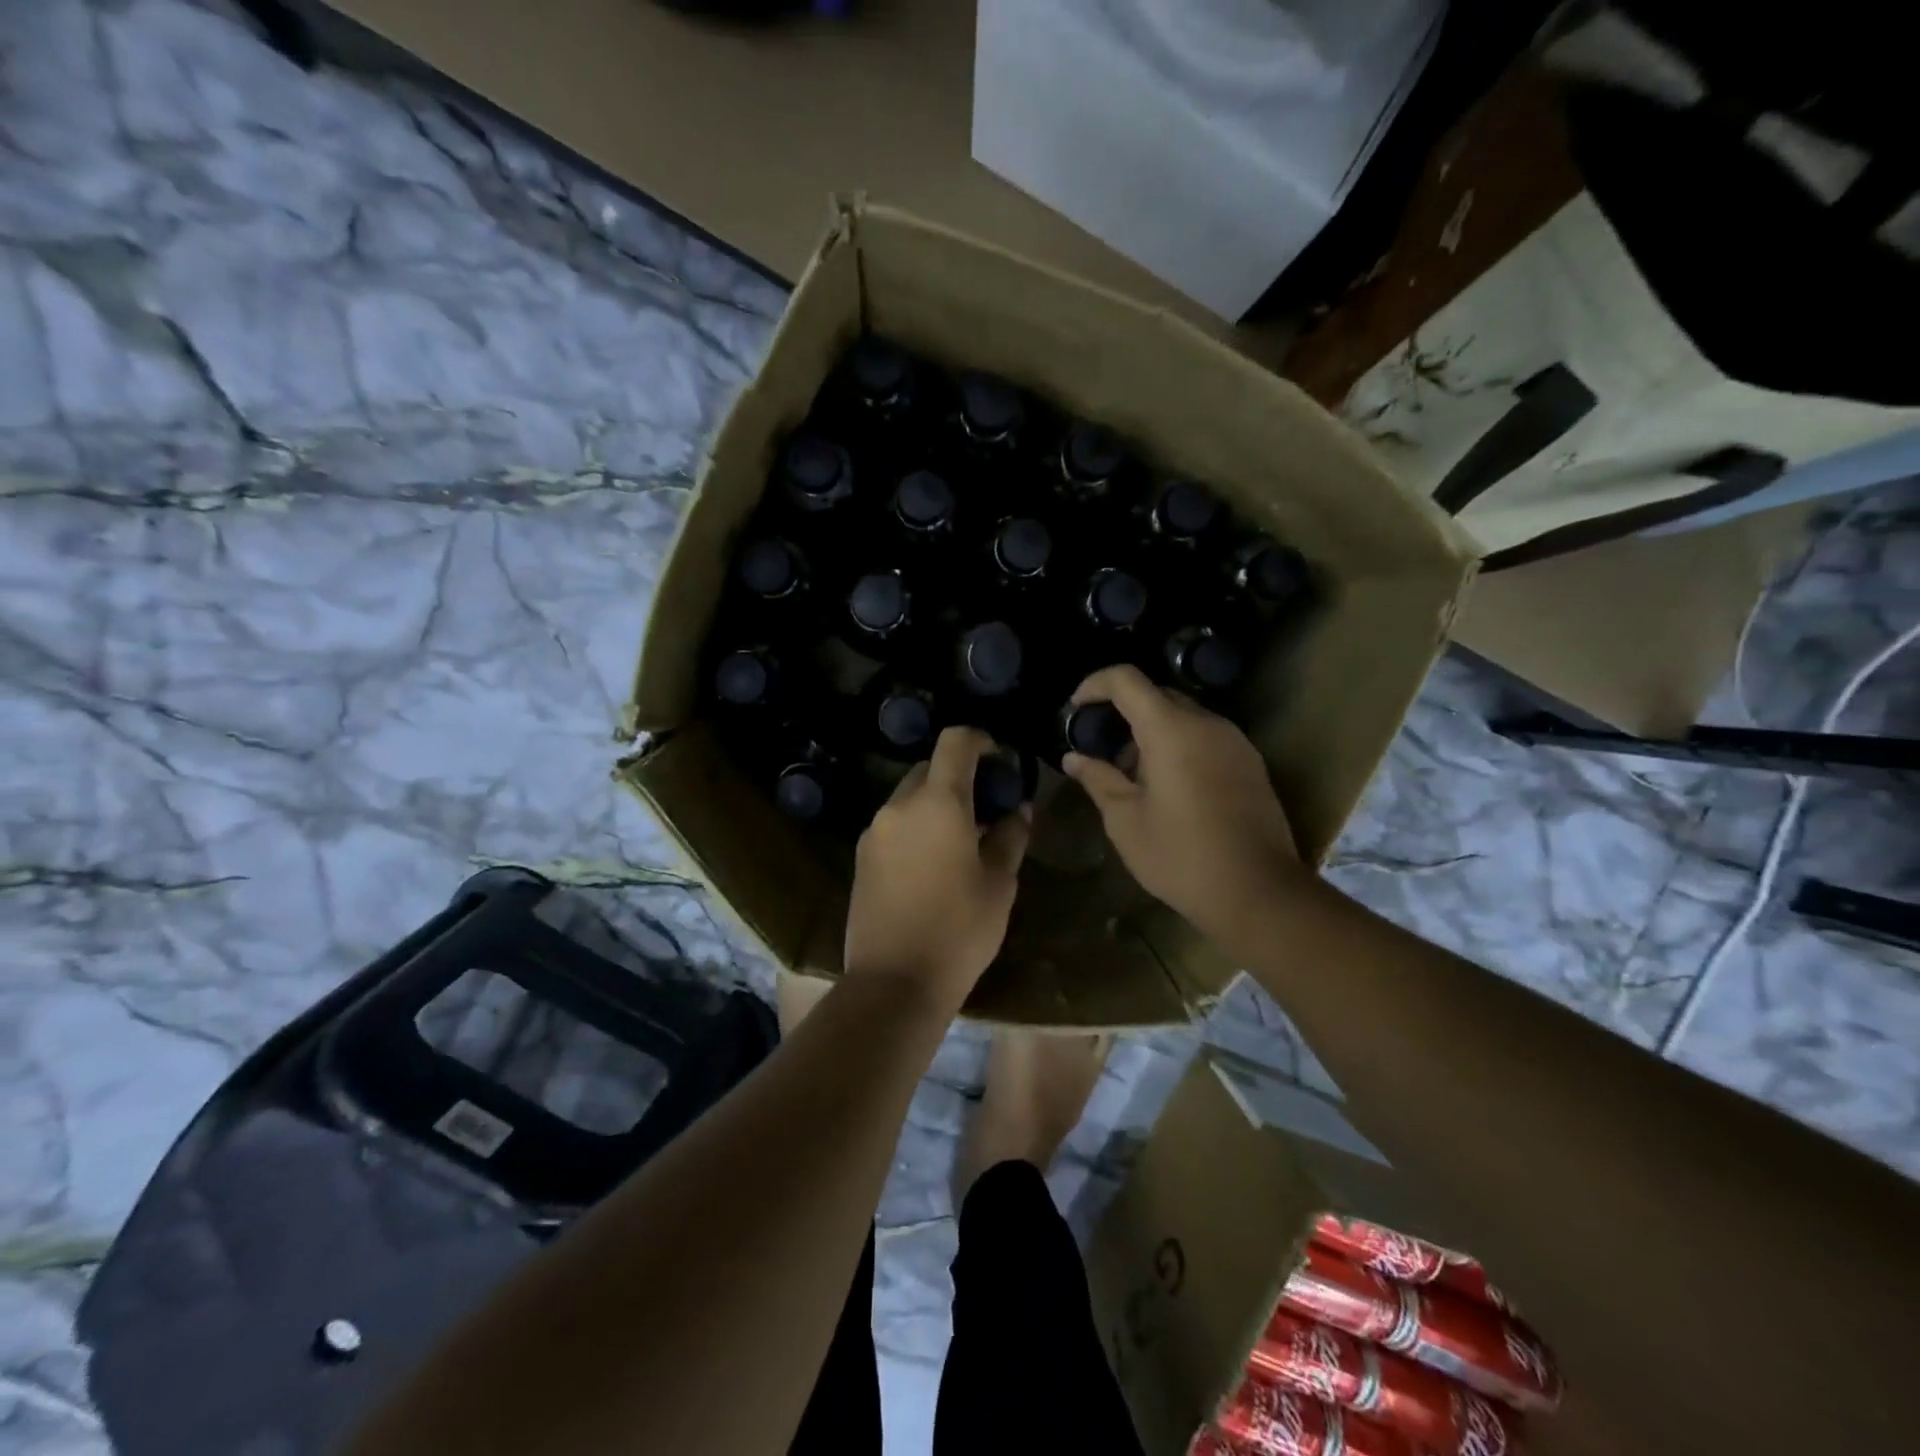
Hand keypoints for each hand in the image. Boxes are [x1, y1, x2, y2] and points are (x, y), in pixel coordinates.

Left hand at [844, 727, 1029, 1012]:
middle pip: (928, 769)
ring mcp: (874, 831)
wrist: (893, 982)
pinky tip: (932, 863)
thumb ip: (1010, 837)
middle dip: (957, 776)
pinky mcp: (861, 856)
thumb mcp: (999, 885)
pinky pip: (893, 825)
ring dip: (934, 804)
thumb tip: (1018, 809)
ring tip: (960, 839)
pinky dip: (915, 827)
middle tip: (984, 806)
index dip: (979, 739)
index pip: (954, 742)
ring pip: (908, 798)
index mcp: (939, 802)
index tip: (998, 755)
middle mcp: (900, 806)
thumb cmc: (959, 930)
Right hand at [1063, 665, 1305, 945]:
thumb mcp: (1125, 821)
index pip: (1127, 680)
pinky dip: (1178, 746)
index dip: (1094, 685)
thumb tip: (1074, 758)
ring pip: (1183, 718)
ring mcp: (1235, 742)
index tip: (1075, 709)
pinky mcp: (1250, 764)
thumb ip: (1098, 779)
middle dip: (1123, 713)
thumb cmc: (1181, 855)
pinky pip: (1205, 738)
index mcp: (1171, 730)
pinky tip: (1167, 788)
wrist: (1258, 892)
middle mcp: (1207, 724)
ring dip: (1152, 733)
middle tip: (1101, 749)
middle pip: (1157, 695)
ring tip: (1132, 776)